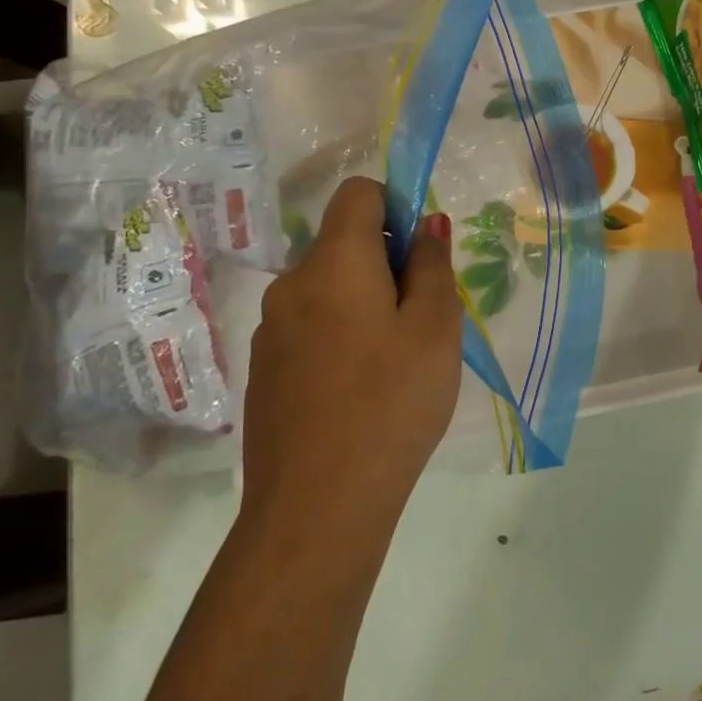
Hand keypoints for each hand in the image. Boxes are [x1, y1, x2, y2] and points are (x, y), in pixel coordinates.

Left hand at [241, 177, 462, 544]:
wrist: (317, 506)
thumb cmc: (392, 402)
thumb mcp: (436, 327)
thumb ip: (432, 264)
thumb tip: (426, 222)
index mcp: (334, 263)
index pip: (357, 193)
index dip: (395, 205)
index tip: (422, 253)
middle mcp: (292, 284)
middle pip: (344, 243)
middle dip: (387, 263)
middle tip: (424, 318)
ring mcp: (271, 330)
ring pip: (329, 289)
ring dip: (366, 302)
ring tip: (398, 361)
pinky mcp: (265, 370)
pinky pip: (311, 327)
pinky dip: (341, 336)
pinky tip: (363, 390)